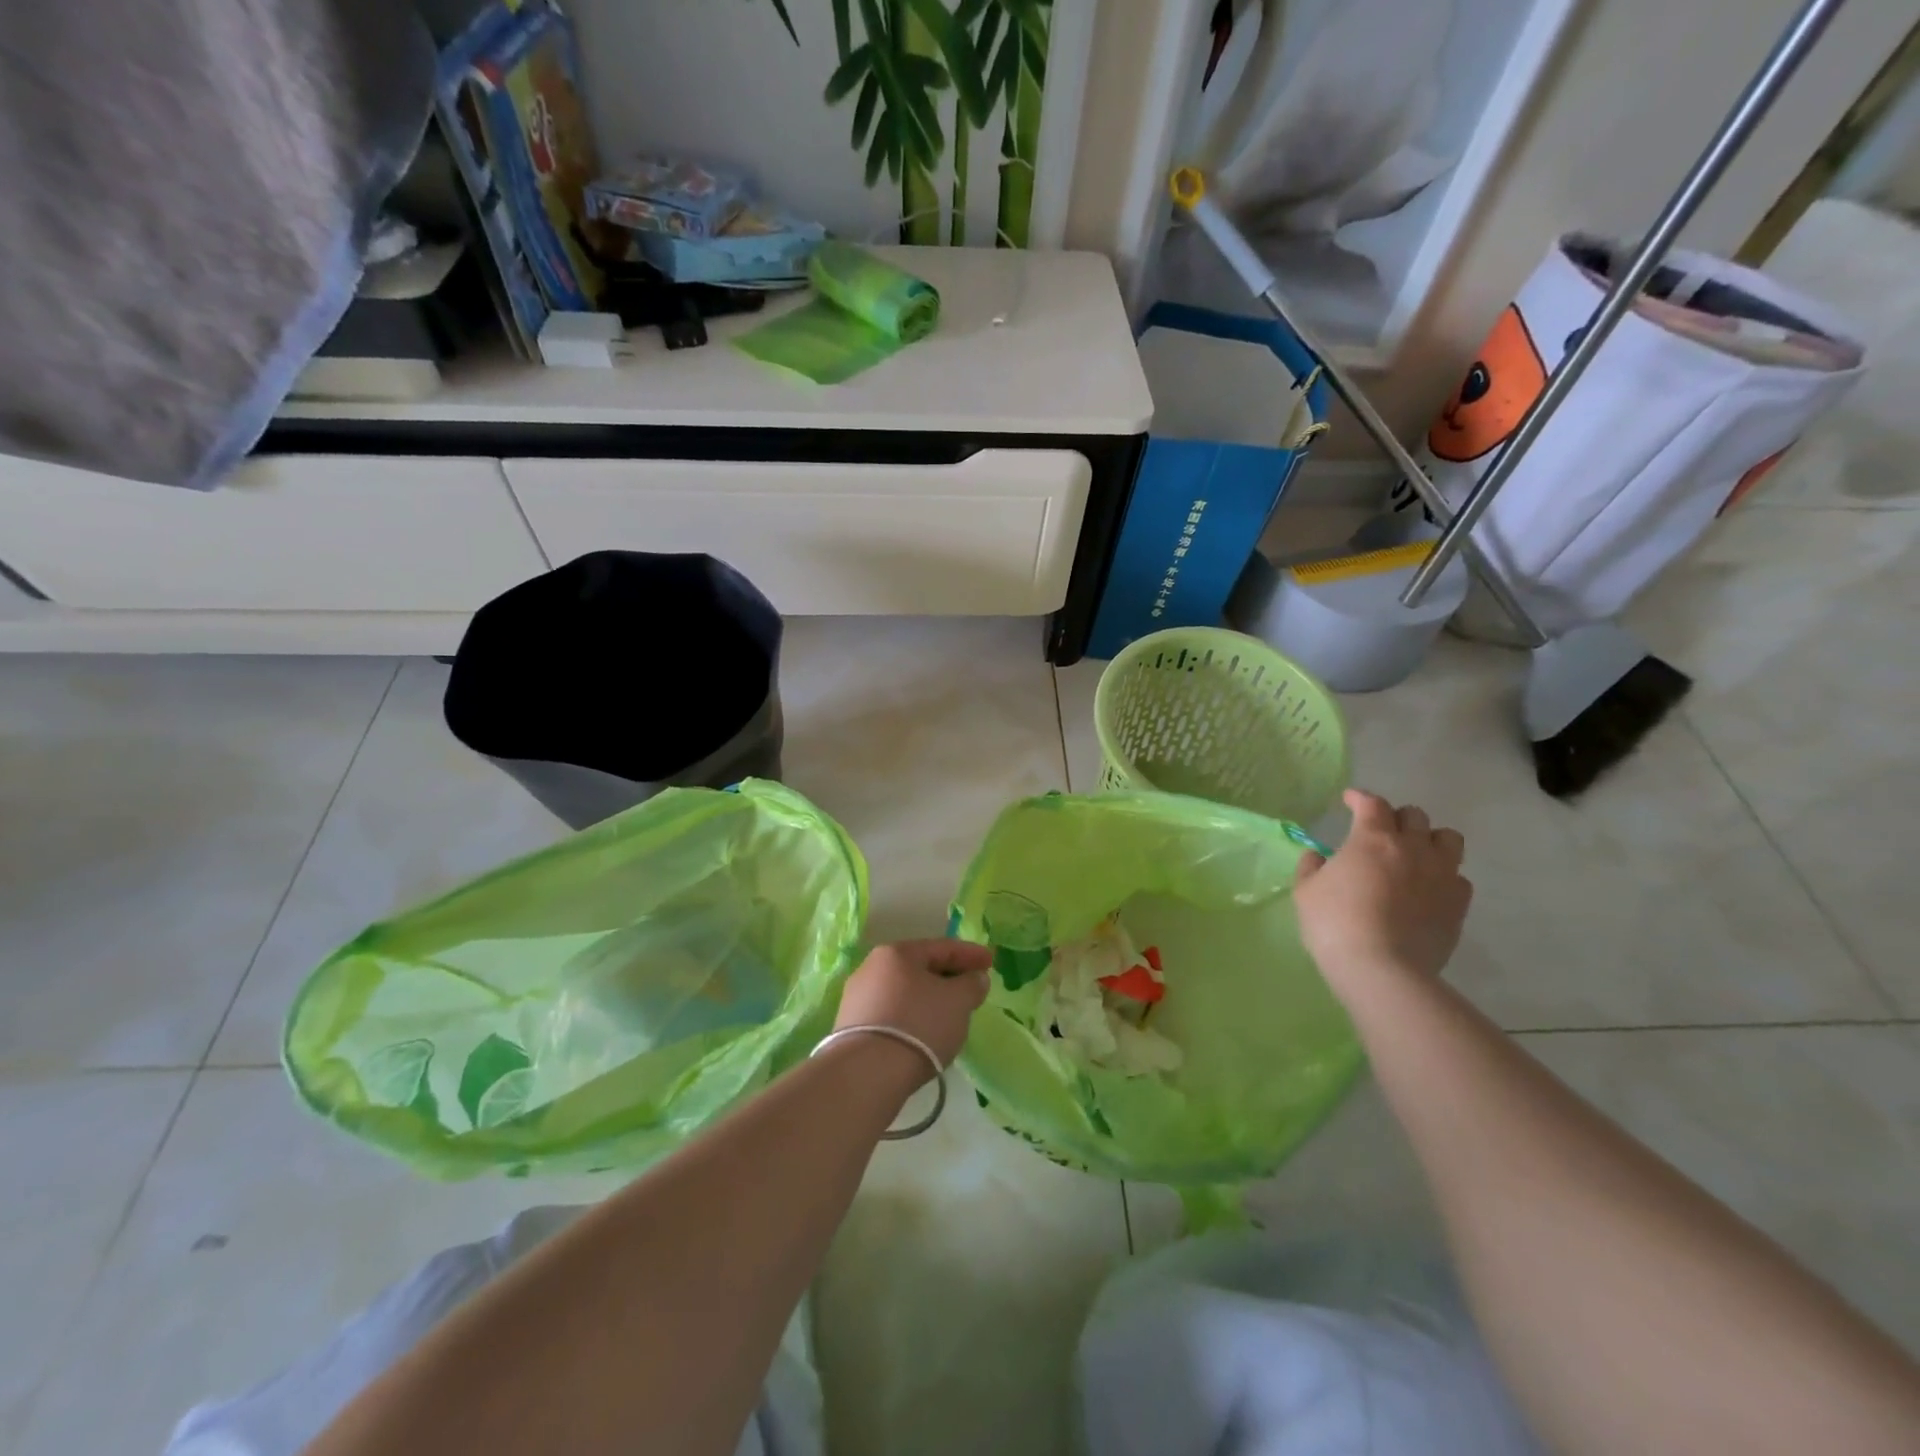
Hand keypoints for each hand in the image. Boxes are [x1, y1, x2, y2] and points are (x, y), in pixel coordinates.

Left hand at [833, 939, 991, 1070]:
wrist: (867, 1073)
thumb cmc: (918, 1024)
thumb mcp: (957, 1001)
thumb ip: (972, 984)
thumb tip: (975, 978)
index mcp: (896, 953)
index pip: (941, 947)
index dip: (970, 954)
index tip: (991, 962)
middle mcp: (871, 968)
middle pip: (919, 968)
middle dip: (948, 976)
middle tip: (971, 987)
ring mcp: (857, 998)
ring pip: (904, 992)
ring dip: (929, 998)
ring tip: (950, 1013)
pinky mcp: (850, 1027)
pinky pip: (891, 1014)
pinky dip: (912, 1017)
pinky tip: (924, 1032)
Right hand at [1294, 789, 1472, 998]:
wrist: (1382, 970)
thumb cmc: (1334, 924)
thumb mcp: (1305, 892)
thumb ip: (1311, 867)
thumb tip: (1318, 856)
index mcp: (1373, 839)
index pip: (1372, 803)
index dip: (1360, 798)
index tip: (1349, 801)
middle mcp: (1413, 848)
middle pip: (1414, 816)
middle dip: (1395, 818)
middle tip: (1380, 833)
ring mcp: (1441, 875)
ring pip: (1448, 839)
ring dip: (1430, 840)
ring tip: (1414, 854)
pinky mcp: (1458, 904)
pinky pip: (1458, 877)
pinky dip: (1443, 876)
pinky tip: (1427, 889)